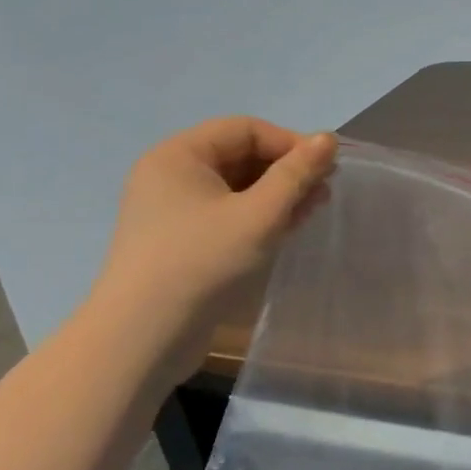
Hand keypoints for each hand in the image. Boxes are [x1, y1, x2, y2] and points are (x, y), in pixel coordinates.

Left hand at [92, 118, 336, 372]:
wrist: (142, 340)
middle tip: (325, 189)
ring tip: (314, 208)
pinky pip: (227, 214)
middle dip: (286, 170)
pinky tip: (288, 227)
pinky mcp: (180, 243)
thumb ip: (296, 174)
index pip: (245, 130)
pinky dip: (259, 216)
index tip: (326, 167)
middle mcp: (171, 175)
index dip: (290, 142)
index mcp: (179, 155)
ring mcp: (173, 211)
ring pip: (237, 187)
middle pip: (241, 156)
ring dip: (278, 194)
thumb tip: (328, 138)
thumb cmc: (201, 263)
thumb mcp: (259, 215)